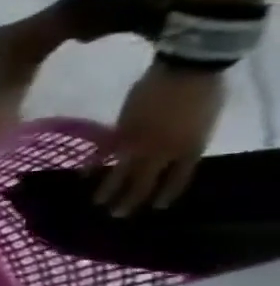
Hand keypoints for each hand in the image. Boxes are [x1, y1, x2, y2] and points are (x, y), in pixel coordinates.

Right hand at [93, 63, 224, 215]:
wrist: (186, 70)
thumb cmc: (203, 92)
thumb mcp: (203, 121)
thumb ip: (185, 139)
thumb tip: (168, 153)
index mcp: (191, 147)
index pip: (178, 178)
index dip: (167, 193)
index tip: (157, 208)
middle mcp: (164, 151)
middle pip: (146, 181)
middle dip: (132, 199)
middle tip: (118, 215)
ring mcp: (139, 142)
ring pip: (123, 172)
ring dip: (109, 190)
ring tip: (98, 204)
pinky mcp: (119, 132)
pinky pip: (104, 153)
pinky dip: (93, 164)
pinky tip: (83, 175)